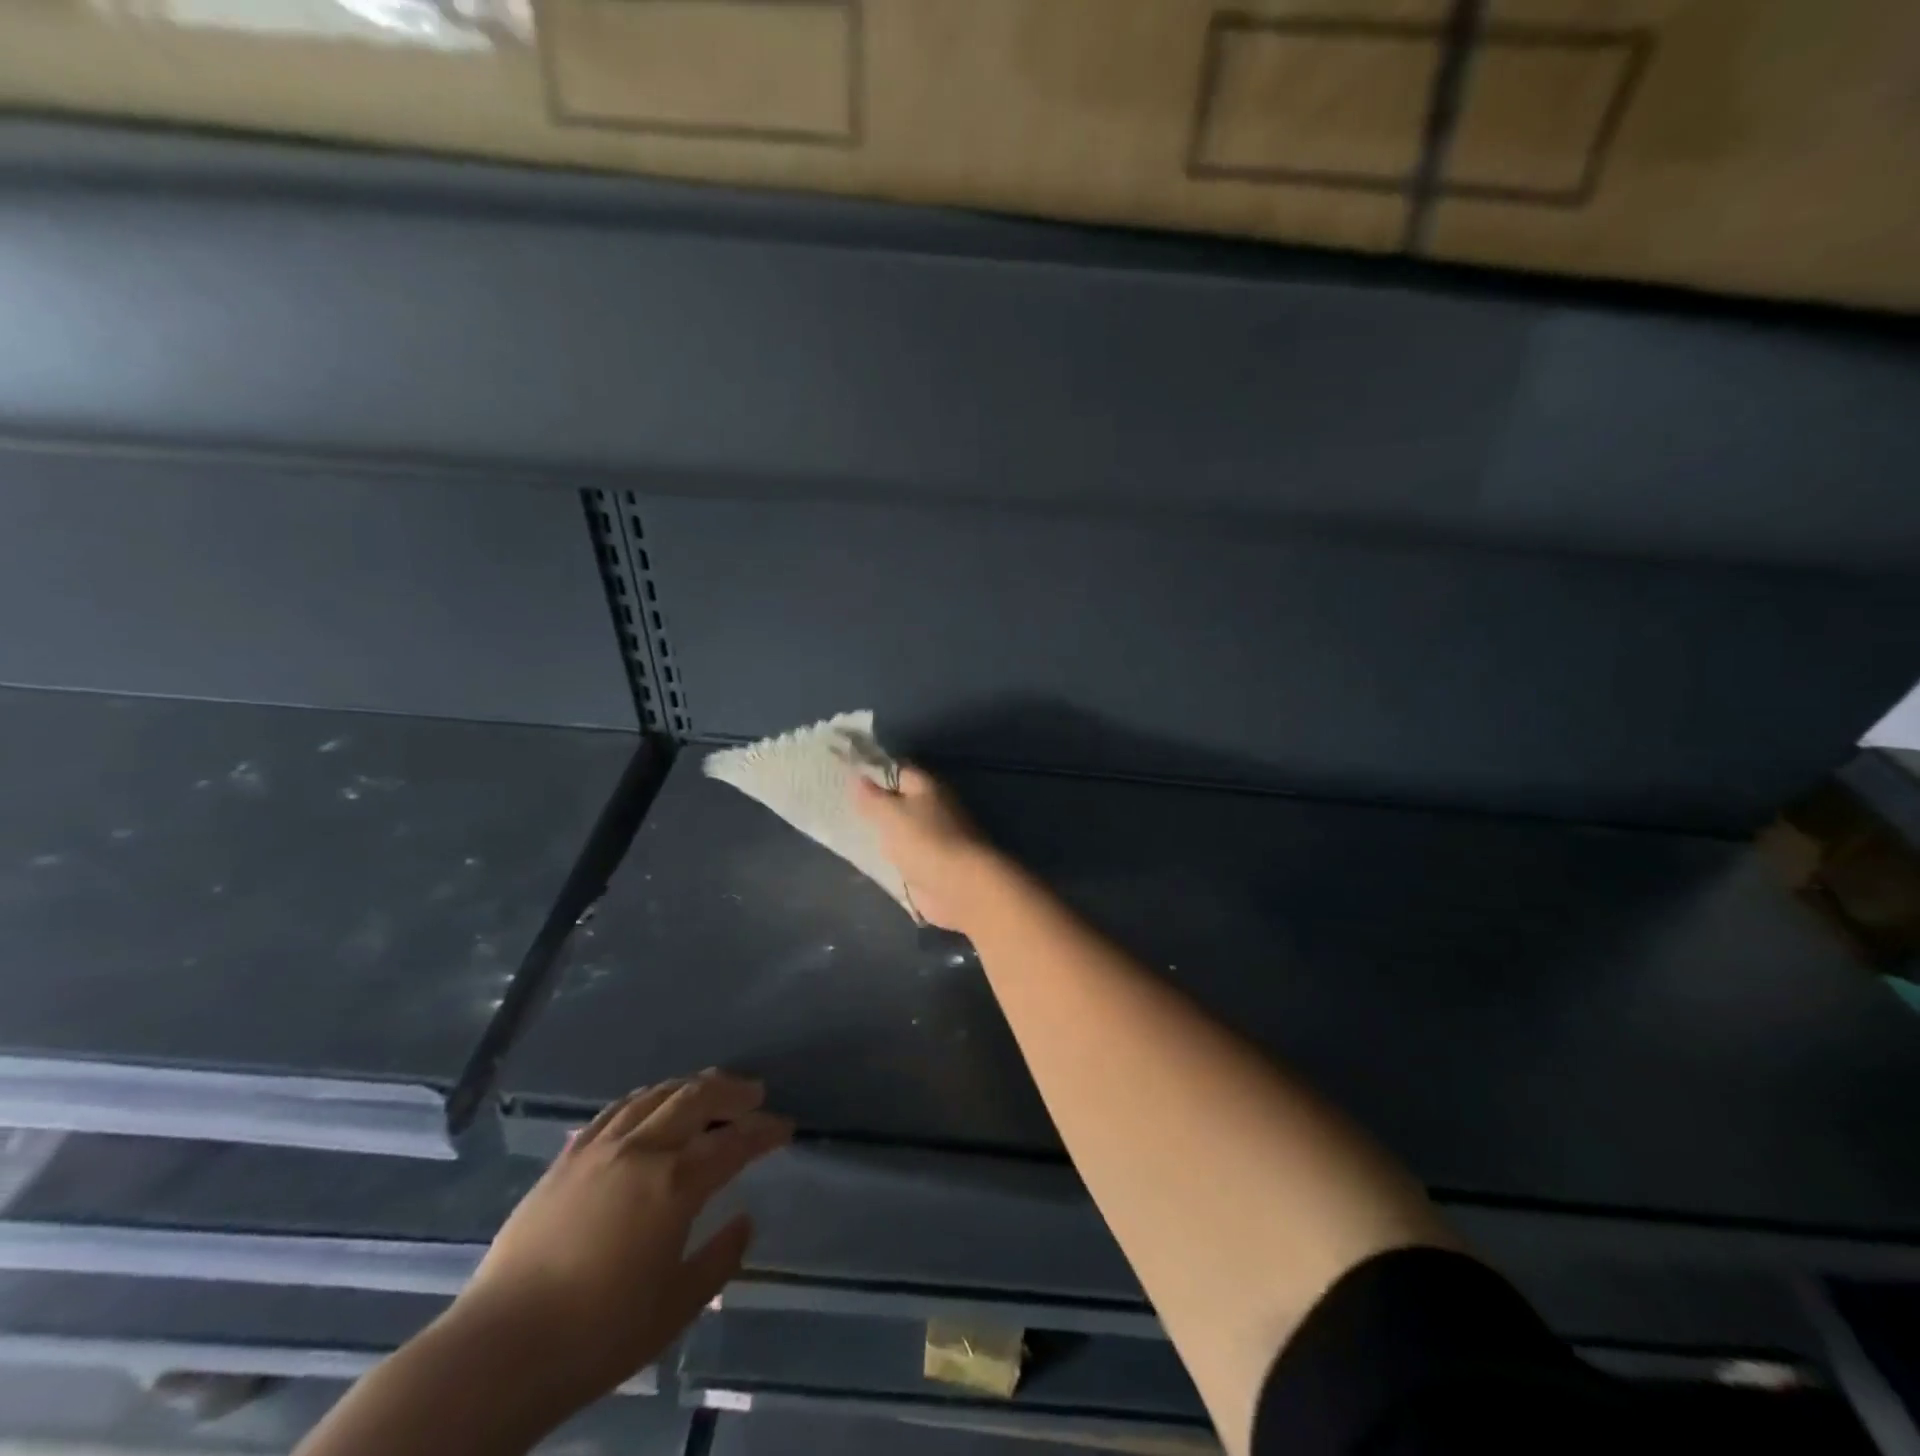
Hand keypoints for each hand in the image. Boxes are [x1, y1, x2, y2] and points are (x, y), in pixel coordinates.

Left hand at [454, 1072, 790, 1407]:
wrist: (500, 1351)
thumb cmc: (598, 1335)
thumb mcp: (675, 1307)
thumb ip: (719, 1259)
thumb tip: (744, 1221)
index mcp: (675, 1184)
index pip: (734, 1142)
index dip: (764, 1130)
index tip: (784, 1128)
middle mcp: (641, 1151)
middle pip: (696, 1098)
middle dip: (732, 1091)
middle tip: (754, 1093)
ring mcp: (600, 1149)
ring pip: (655, 1095)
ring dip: (688, 1087)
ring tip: (707, 1090)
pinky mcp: (566, 1159)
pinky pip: (614, 1111)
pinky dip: (643, 1100)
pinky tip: (648, 1106)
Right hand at [853, 765, 1006, 931]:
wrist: (960, 887)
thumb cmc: (925, 841)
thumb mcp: (890, 813)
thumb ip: (872, 796)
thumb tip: (858, 776)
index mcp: (926, 786)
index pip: (895, 770)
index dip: (870, 772)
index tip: (843, 777)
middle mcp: (933, 806)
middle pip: (898, 800)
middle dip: (873, 803)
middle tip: (839, 805)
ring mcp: (933, 836)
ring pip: (900, 827)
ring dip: (880, 831)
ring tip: (846, 830)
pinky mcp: (930, 863)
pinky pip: (903, 853)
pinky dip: (888, 854)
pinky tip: (866, 856)